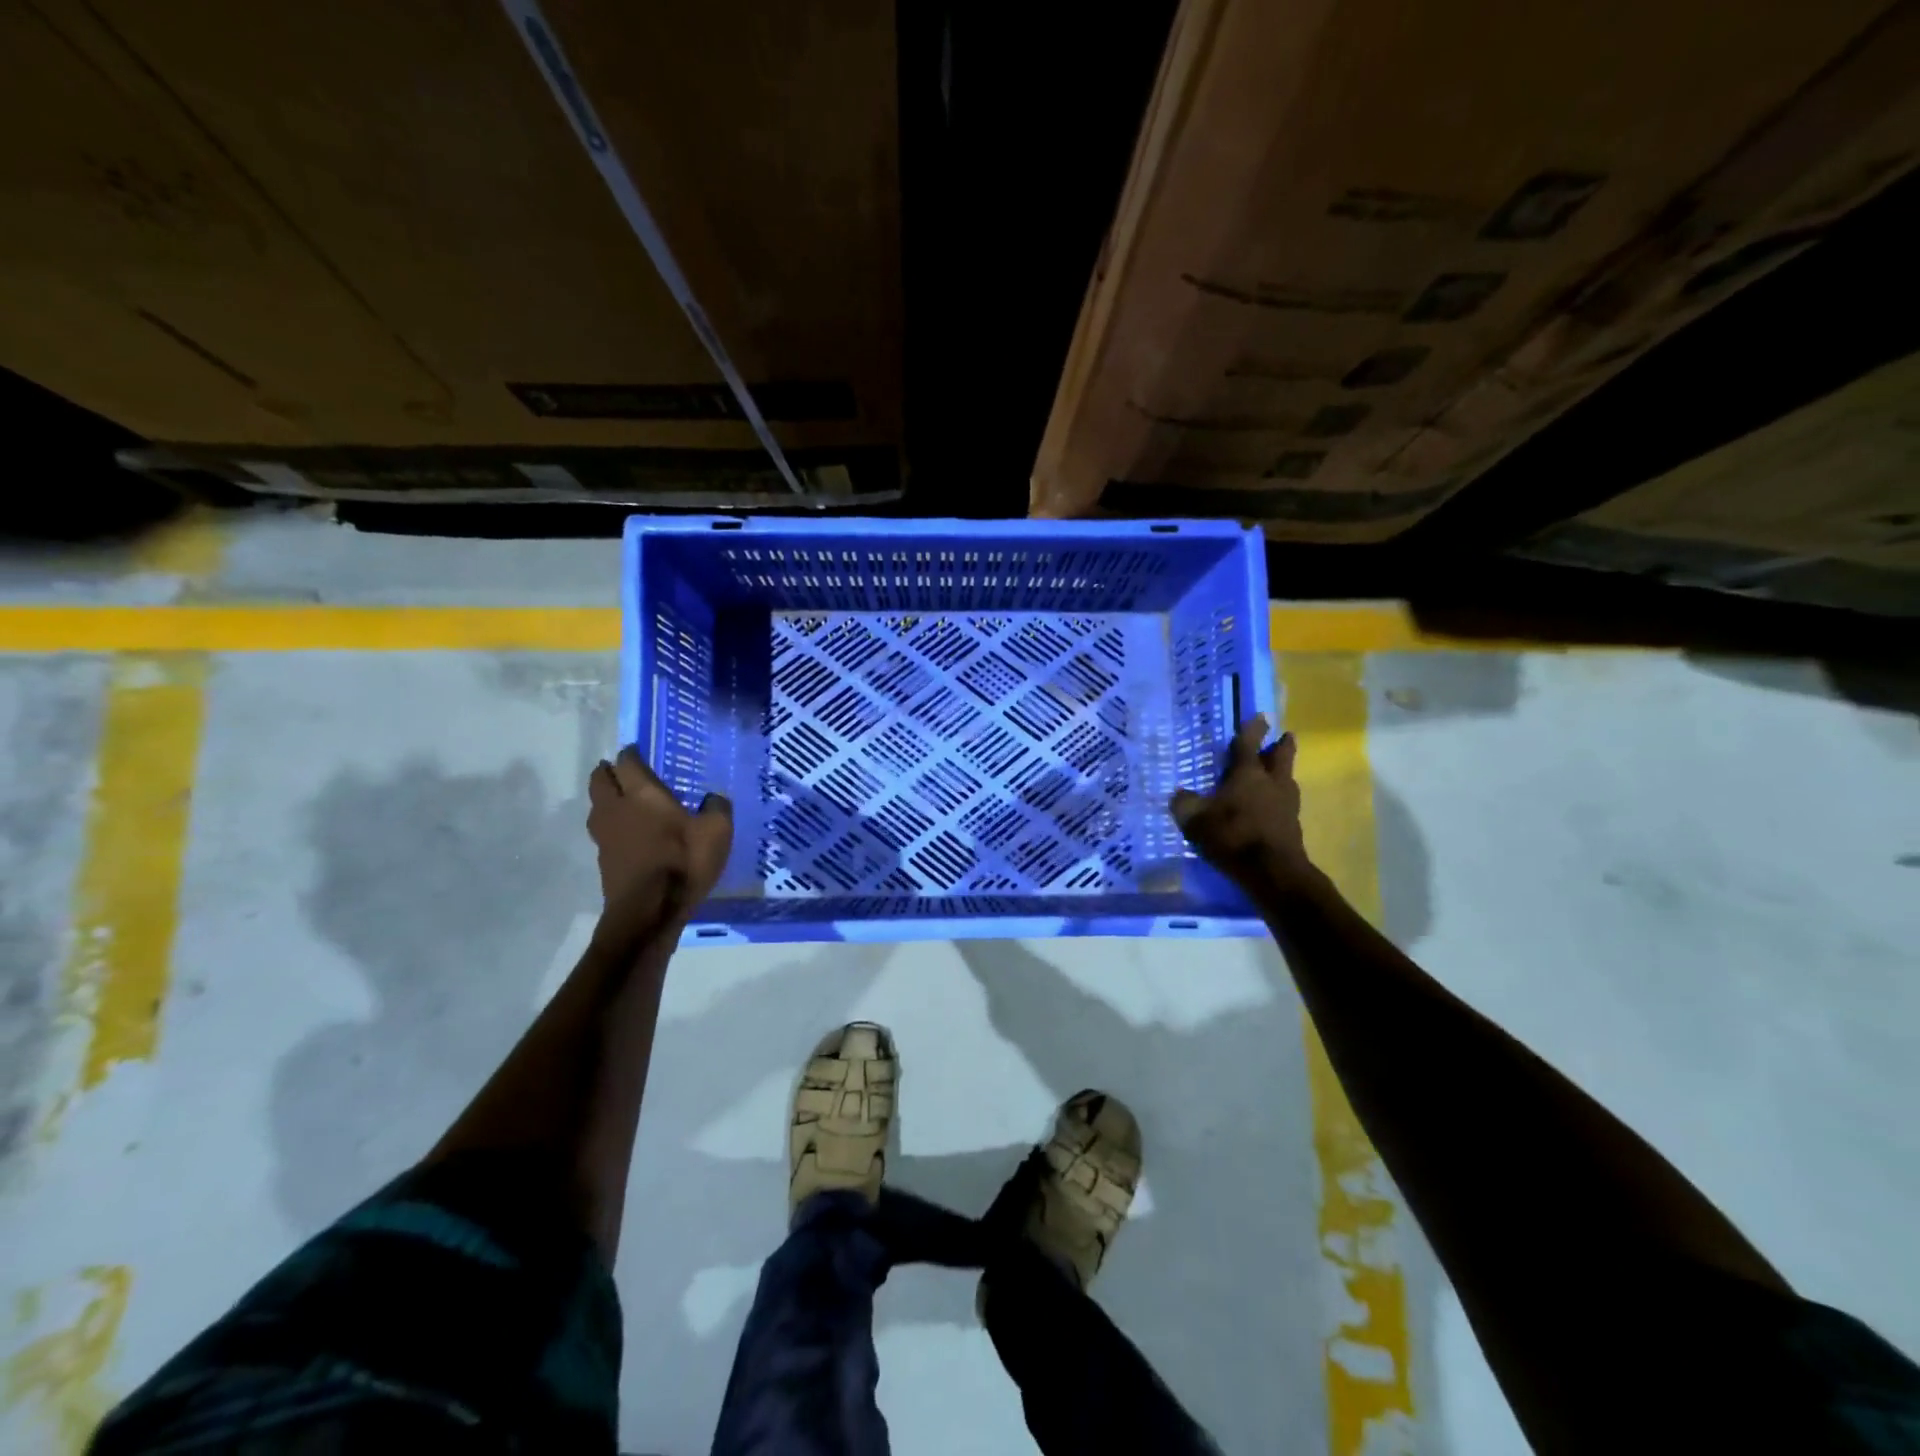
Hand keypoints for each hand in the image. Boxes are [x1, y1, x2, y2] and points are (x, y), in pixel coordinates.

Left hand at [587, 746, 732, 926]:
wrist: (648, 912)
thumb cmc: (683, 863)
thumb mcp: (717, 832)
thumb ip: (717, 808)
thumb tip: (713, 798)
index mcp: (642, 794)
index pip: (628, 762)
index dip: (632, 753)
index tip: (637, 750)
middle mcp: (616, 808)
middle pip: (600, 781)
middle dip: (608, 771)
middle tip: (620, 769)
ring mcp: (605, 836)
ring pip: (596, 806)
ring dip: (604, 797)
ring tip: (619, 798)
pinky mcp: (604, 860)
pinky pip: (603, 830)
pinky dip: (611, 823)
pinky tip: (626, 832)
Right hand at [1170, 715, 1316, 895]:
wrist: (1272, 871)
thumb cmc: (1232, 835)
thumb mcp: (1194, 819)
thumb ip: (1184, 804)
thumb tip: (1179, 795)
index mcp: (1247, 773)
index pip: (1249, 744)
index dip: (1253, 729)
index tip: (1261, 716)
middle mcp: (1271, 783)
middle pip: (1281, 757)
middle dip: (1282, 746)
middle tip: (1285, 736)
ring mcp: (1287, 805)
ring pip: (1287, 780)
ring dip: (1283, 773)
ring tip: (1278, 772)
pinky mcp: (1292, 827)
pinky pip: (1286, 804)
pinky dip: (1279, 800)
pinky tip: (1271, 807)